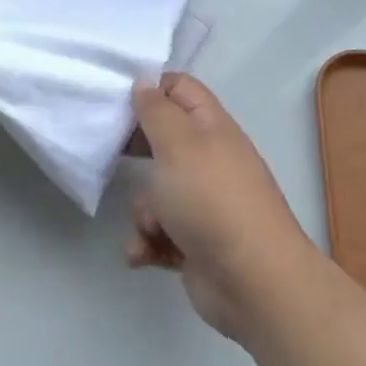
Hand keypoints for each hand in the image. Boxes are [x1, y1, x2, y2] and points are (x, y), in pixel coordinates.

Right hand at [126, 74, 315, 341]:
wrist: (253, 282)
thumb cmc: (211, 199)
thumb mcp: (177, 143)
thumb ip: (156, 109)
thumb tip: (145, 84)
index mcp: (211, 127)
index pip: (179, 89)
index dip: (149, 88)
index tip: (116, 100)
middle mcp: (209, 160)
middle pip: (164, 140)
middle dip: (136, 150)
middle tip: (111, 153)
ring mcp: (204, 204)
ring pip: (156, 193)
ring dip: (143, 210)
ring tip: (150, 226)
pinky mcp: (195, 243)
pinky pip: (159, 233)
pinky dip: (148, 243)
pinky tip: (144, 254)